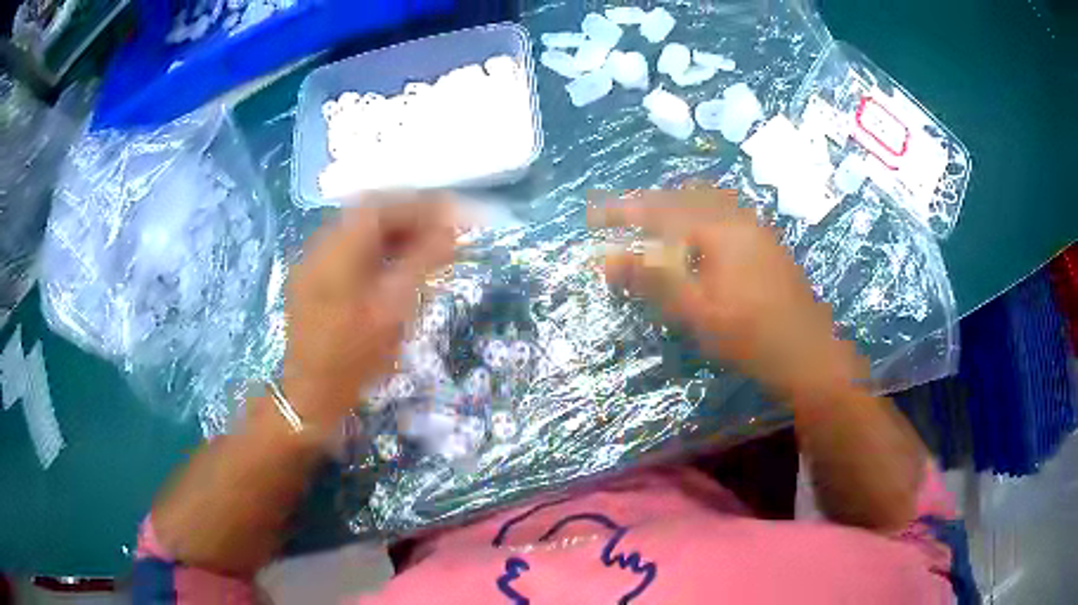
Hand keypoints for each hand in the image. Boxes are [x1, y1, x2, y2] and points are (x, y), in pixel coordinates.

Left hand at [281, 191, 457, 429]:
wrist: (310, 395)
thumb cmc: (352, 358)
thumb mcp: (392, 311)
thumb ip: (422, 263)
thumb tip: (450, 229)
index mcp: (336, 251)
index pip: (381, 206)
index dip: (419, 204)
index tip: (452, 214)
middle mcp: (320, 246)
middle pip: (369, 212)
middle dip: (410, 215)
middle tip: (444, 230)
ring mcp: (313, 260)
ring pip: (359, 230)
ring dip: (395, 231)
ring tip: (427, 245)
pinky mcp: (314, 276)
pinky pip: (350, 248)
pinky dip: (378, 248)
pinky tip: (398, 263)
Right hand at [589, 185, 866, 400]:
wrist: (808, 350)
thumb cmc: (749, 334)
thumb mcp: (695, 311)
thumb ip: (652, 279)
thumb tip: (606, 257)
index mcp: (716, 227)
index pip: (657, 209)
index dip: (621, 212)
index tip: (591, 217)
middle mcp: (735, 215)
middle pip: (681, 195)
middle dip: (646, 204)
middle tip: (619, 221)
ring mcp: (754, 225)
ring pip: (705, 200)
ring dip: (673, 205)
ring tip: (652, 225)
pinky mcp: (765, 240)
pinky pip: (723, 210)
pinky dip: (697, 214)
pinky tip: (695, 238)